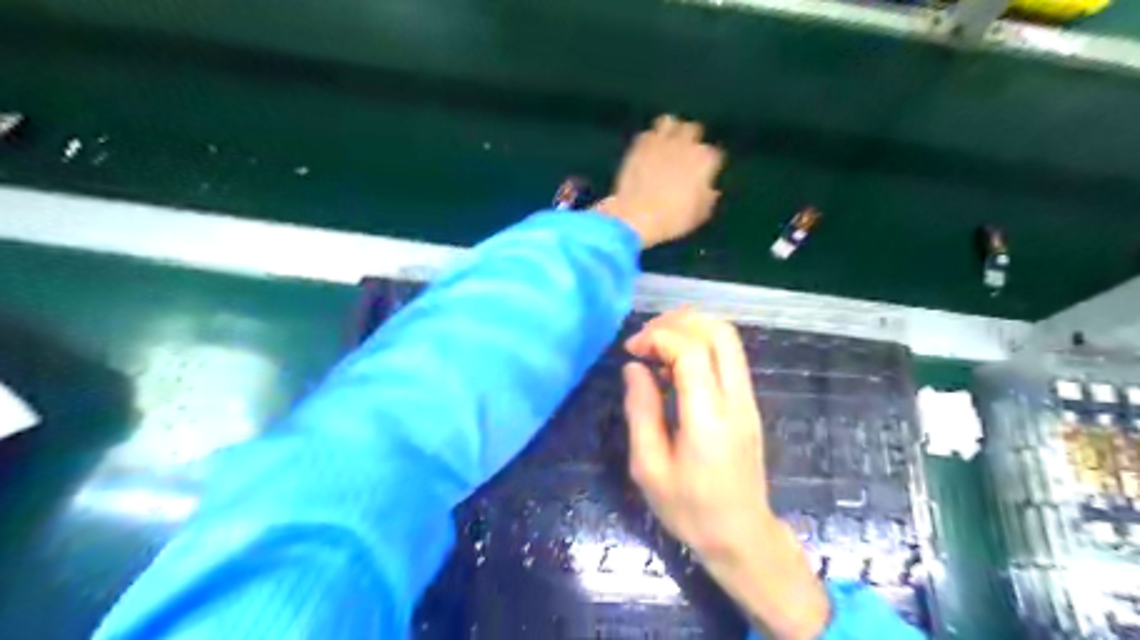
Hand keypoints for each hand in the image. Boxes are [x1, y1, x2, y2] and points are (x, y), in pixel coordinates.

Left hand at [596, 111, 719, 246]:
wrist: (636, 216)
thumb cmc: (672, 219)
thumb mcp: (699, 215)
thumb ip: (708, 198)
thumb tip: (710, 190)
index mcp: (705, 161)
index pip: (714, 154)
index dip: (708, 164)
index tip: (703, 173)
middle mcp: (686, 145)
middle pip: (693, 130)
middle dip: (691, 140)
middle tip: (684, 154)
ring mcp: (661, 141)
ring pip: (670, 123)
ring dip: (670, 131)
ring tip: (666, 144)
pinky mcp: (640, 145)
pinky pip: (647, 133)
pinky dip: (649, 141)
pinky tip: (648, 152)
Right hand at [623, 307, 829, 637]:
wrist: (740, 536)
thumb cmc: (689, 509)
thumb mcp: (649, 467)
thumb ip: (640, 410)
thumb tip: (634, 367)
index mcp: (708, 417)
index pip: (692, 350)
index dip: (658, 337)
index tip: (631, 350)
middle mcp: (735, 399)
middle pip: (719, 331)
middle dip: (678, 321)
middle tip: (645, 339)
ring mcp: (747, 400)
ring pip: (728, 339)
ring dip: (691, 329)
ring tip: (656, 347)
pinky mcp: (748, 404)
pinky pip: (729, 357)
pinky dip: (701, 345)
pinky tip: (674, 366)